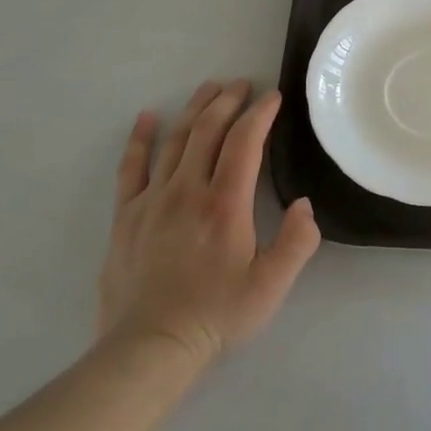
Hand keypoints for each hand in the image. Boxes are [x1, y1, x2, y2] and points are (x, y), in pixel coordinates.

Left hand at [97, 80, 320, 369]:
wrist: (150, 347)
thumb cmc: (217, 315)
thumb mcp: (272, 285)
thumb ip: (298, 242)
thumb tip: (305, 204)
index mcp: (225, 204)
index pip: (244, 143)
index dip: (260, 114)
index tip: (272, 96)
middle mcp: (187, 190)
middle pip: (207, 131)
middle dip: (227, 101)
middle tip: (241, 83)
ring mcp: (151, 200)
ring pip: (174, 140)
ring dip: (194, 109)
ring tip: (208, 88)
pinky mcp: (125, 216)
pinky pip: (131, 167)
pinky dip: (140, 138)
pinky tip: (147, 118)